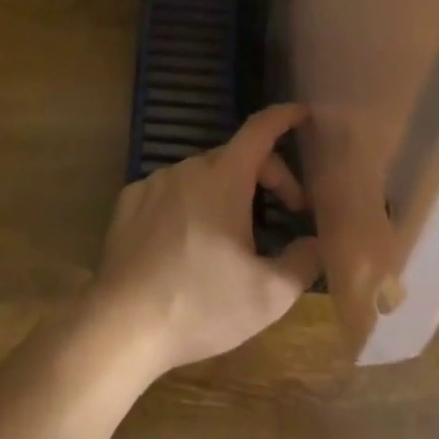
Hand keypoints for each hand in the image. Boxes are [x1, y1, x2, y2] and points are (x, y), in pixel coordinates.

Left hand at [87, 103, 323, 379]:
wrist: (123, 325)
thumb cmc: (201, 304)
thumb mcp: (268, 295)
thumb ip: (302, 262)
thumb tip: (315, 242)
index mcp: (224, 178)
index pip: (260, 130)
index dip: (284, 117)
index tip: (303, 113)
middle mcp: (188, 168)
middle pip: (237, 156)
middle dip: (268, 176)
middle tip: (287, 212)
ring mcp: (155, 182)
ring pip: (203, 175)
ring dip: (227, 192)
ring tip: (234, 236)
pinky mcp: (130, 201)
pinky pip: (171, 191)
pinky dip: (189, 203)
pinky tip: (189, 242)